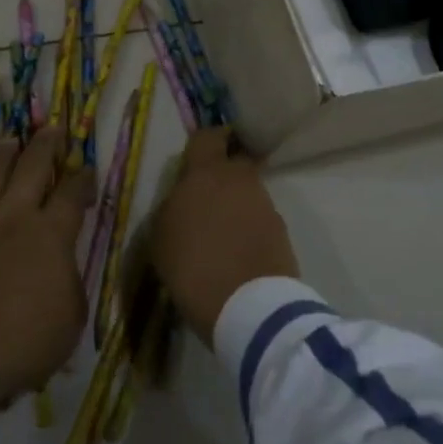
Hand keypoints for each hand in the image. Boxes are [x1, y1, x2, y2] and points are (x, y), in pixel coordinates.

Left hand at [0, 125, 93, 419]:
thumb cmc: (20, 342)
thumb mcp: (70, 320)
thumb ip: (71, 284)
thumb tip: (64, 268)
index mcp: (52, 233)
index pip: (73, 192)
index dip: (84, 177)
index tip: (88, 169)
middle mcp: (16, 215)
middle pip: (34, 165)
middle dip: (47, 143)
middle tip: (53, 128)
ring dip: (6, 152)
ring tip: (12, 138)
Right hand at [147, 127, 298, 345]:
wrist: (249, 306)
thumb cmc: (192, 266)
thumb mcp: (161, 237)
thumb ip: (172, 207)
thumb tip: (182, 200)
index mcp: (206, 172)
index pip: (207, 137)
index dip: (204, 143)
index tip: (198, 156)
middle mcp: (238, 178)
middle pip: (233, 162)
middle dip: (223, 174)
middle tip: (207, 197)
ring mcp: (264, 202)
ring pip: (248, 191)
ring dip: (236, 203)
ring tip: (222, 231)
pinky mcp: (281, 229)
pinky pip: (260, 217)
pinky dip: (250, 227)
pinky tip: (238, 250)